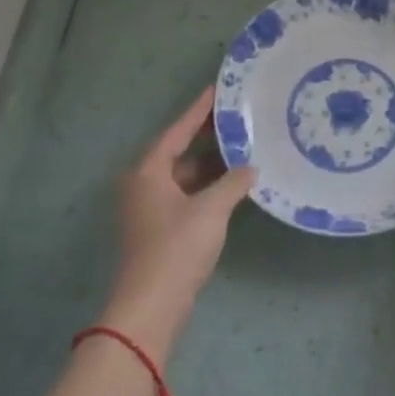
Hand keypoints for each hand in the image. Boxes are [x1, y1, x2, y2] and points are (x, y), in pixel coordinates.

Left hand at [104, 87, 255, 358]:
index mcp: (148, 171)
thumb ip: (233, 183)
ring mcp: (149, 208)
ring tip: (241, 146)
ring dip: (209, 163)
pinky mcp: (158, 228)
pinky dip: (205, 185)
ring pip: (182, 174)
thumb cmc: (177, 247)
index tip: (218, 89)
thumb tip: (251, 168)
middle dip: (207, 135)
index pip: (178, 130)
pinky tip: (230, 183)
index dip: (199, 109)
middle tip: (236, 117)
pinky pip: (185, 193)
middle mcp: (143, 184)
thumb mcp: (211, 209)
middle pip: (178, 150)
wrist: (151, 306)